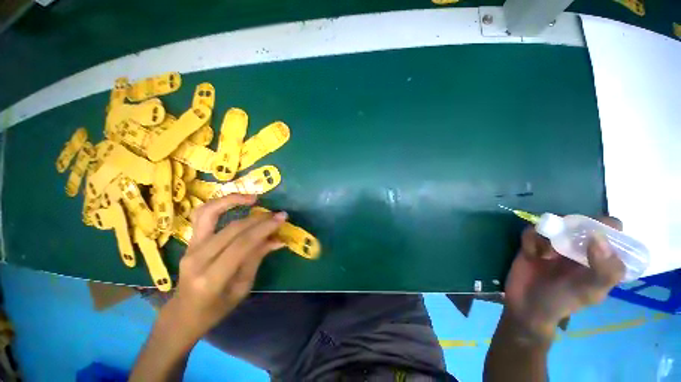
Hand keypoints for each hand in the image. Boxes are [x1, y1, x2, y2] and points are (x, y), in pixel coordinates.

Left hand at [163, 194, 286, 340]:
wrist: (184, 313)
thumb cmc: (216, 307)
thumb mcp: (243, 287)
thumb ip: (257, 258)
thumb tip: (278, 239)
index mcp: (212, 277)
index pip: (242, 244)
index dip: (264, 228)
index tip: (282, 217)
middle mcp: (197, 259)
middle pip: (232, 229)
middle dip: (259, 218)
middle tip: (277, 214)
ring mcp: (189, 247)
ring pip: (209, 213)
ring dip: (232, 200)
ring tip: (253, 198)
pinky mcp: (189, 241)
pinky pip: (202, 215)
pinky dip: (218, 204)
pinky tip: (234, 201)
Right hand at [503, 217, 625, 339]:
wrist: (526, 306)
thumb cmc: (563, 302)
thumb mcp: (590, 292)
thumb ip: (604, 270)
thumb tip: (598, 236)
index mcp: (600, 257)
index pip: (612, 230)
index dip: (605, 225)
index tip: (591, 233)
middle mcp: (579, 247)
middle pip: (580, 222)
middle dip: (570, 227)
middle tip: (563, 243)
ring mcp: (554, 244)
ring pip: (553, 223)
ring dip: (548, 234)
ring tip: (544, 254)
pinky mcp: (532, 243)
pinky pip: (531, 231)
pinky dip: (530, 239)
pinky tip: (530, 254)